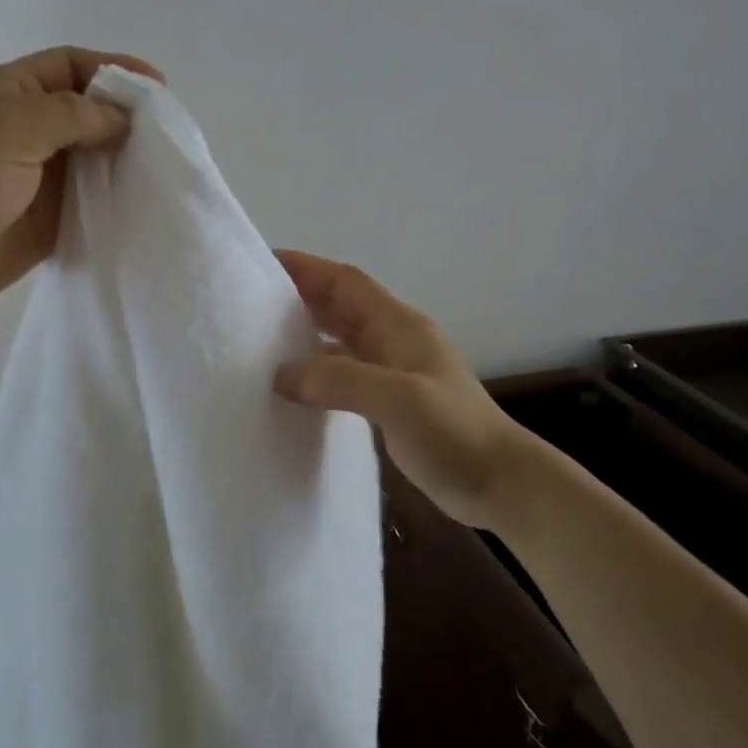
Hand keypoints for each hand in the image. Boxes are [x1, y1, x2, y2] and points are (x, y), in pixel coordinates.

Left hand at [0, 46, 162, 317]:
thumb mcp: (6, 130)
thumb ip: (69, 118)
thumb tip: (121, 120)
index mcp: (11, 95)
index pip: (71, 67)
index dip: (114, 70)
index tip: (159, 89)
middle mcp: (28, 133)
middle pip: (89, 114)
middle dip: (129, 119)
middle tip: (173, 136)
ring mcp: (37, 180)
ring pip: (94, 162)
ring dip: (127, 163)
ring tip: (169, 171)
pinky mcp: (46, 223)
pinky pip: (89, 206)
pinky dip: (116, 204)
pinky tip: (145, 207)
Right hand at [273, 251, 529, 528]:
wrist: (500, 483)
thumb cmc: (454, 432)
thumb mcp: (398, 399)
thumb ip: (339, 380)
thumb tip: (281, 374)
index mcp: (397, 325)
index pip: (344, 281)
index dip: (305, 268)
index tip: (260, 264)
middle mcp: (392, 340)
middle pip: (339, 305)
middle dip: (298, 298)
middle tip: (247, 304)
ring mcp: (393, 372)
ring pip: (339, 340)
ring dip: (305, 335)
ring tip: (259, 343)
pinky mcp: (390, 402)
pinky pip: (344, 374)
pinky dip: (317, 373)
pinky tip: (293, 388)